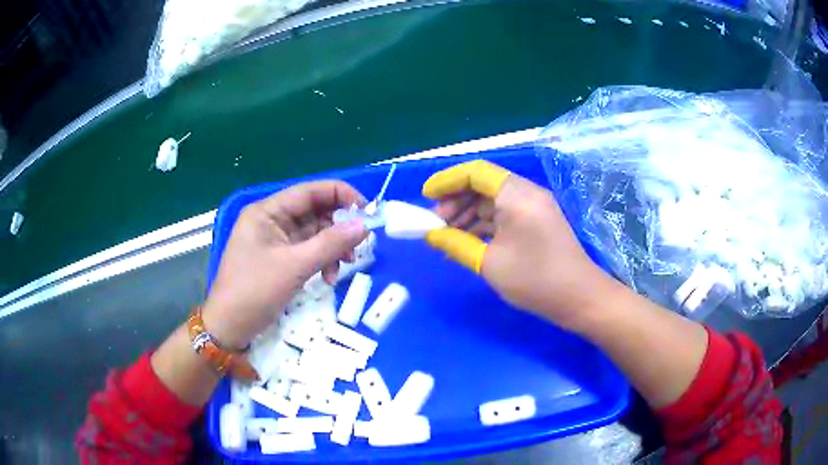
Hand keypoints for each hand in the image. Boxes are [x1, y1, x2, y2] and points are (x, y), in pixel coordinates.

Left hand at [203, 181, 368, 348]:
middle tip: (360, 244)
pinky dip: (322, 261)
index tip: (368, 211)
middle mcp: (271, 221)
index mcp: (267, 212)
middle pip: (314, 212)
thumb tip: (364, 225)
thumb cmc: (254, 292)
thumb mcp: (294, 266)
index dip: (341, 195)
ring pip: (314, 234)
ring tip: (344, 267)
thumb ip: (330, 244)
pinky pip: (308, 252)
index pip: (310, 191)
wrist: (229, 328)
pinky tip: (329, 277)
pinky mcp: (279, 260)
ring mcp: (275, 241)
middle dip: (338, 227)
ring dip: (332, 248)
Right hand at [423, 160, 610, 329]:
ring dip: (469, 212)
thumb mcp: (489, 263)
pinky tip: (469, 239)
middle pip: (484, 183)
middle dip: (456, 199)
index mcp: (517, 195)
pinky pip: (505, 211)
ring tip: (449, 234)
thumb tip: (431, 235)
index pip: (476, 172)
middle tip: (437, 223)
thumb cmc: (535, 280)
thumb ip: (456, 244)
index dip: (447, 181)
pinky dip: (485, 222)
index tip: (426, 197)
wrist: (579, 297)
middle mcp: (526, 193)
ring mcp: (534, 206)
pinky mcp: (537, 220)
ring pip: (493, 198)